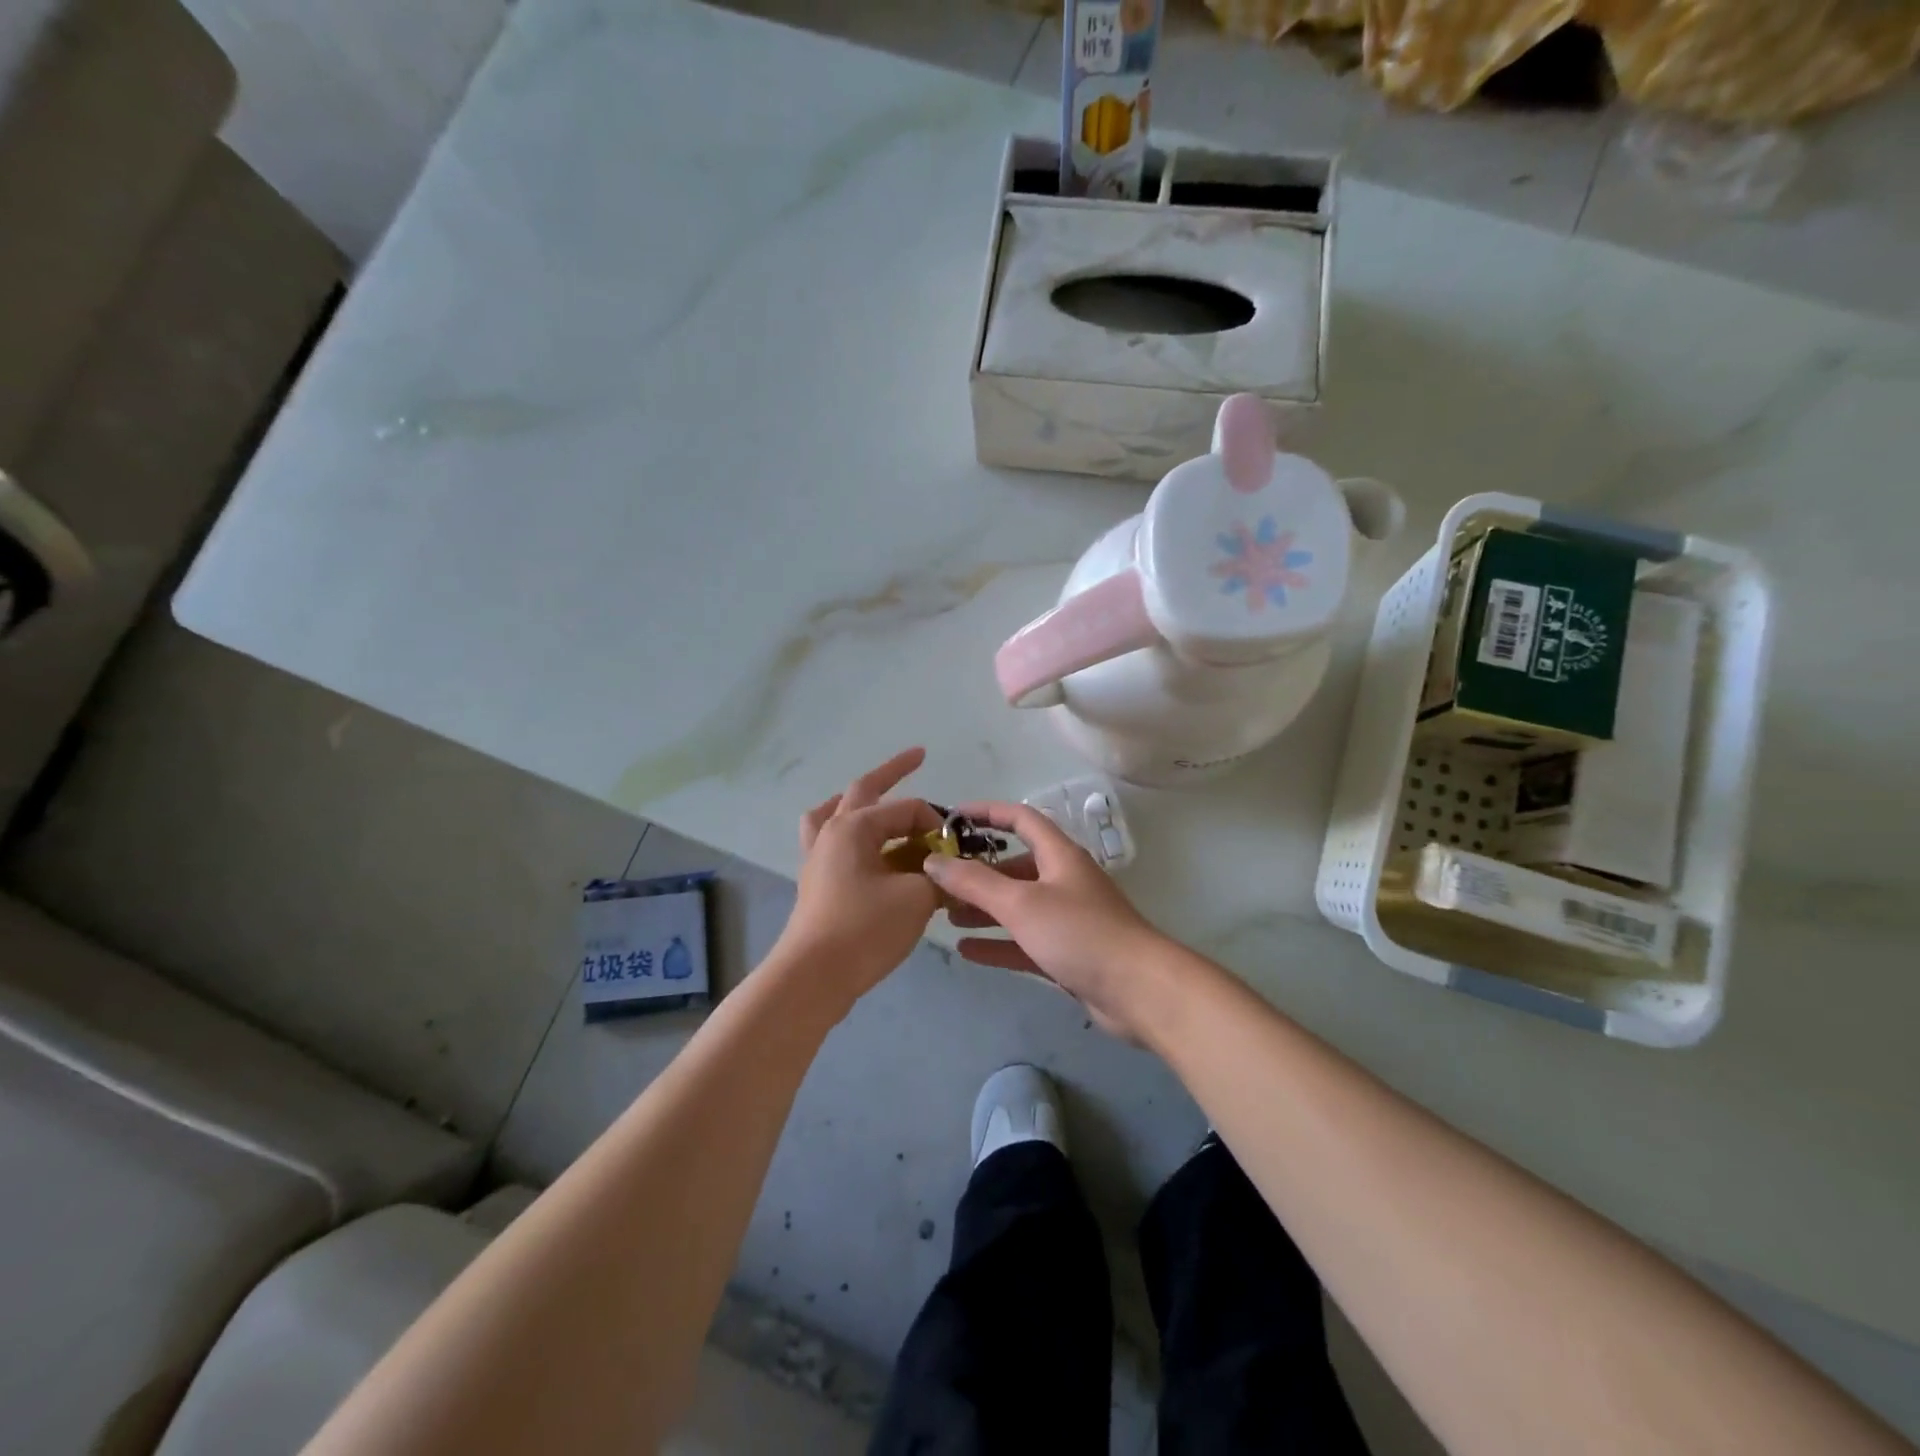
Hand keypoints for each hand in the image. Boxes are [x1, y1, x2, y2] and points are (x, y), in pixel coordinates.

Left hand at [774, 748, 944, 1010]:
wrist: (814, 977)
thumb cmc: (864, 930)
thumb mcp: (916, 899)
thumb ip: (940, 878)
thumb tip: (952, 874)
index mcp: (854, 826)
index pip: (907, 809)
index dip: (937, 823)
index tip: (957, 850)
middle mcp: (832, 832)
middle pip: (863, 790)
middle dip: (893, 771)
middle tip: (918, 755)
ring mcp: (818, 856)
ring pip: (835, 812)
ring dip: (858, 801)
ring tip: (873, 797)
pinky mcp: (816, 881)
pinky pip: (829, 841)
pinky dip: (847, 834)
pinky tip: (861, 847)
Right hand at [923, 801, 1168, 1041]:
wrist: (1138, 990)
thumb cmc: (1079, 933)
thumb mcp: (1021, 903)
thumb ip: (974, 882)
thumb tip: (933, 861)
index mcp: (1059, 855)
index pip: (1020, 819)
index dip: (987, 813)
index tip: (952, 818)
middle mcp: (1063, 880)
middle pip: (1015, 866)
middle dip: (978, 871)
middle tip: (940, 881)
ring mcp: (1067, 918)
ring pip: (1017, 906)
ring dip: (984, 908)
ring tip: (946, 915)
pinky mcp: (1068, 953)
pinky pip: (1024, 941)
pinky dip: (998, 942)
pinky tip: (967, 950)